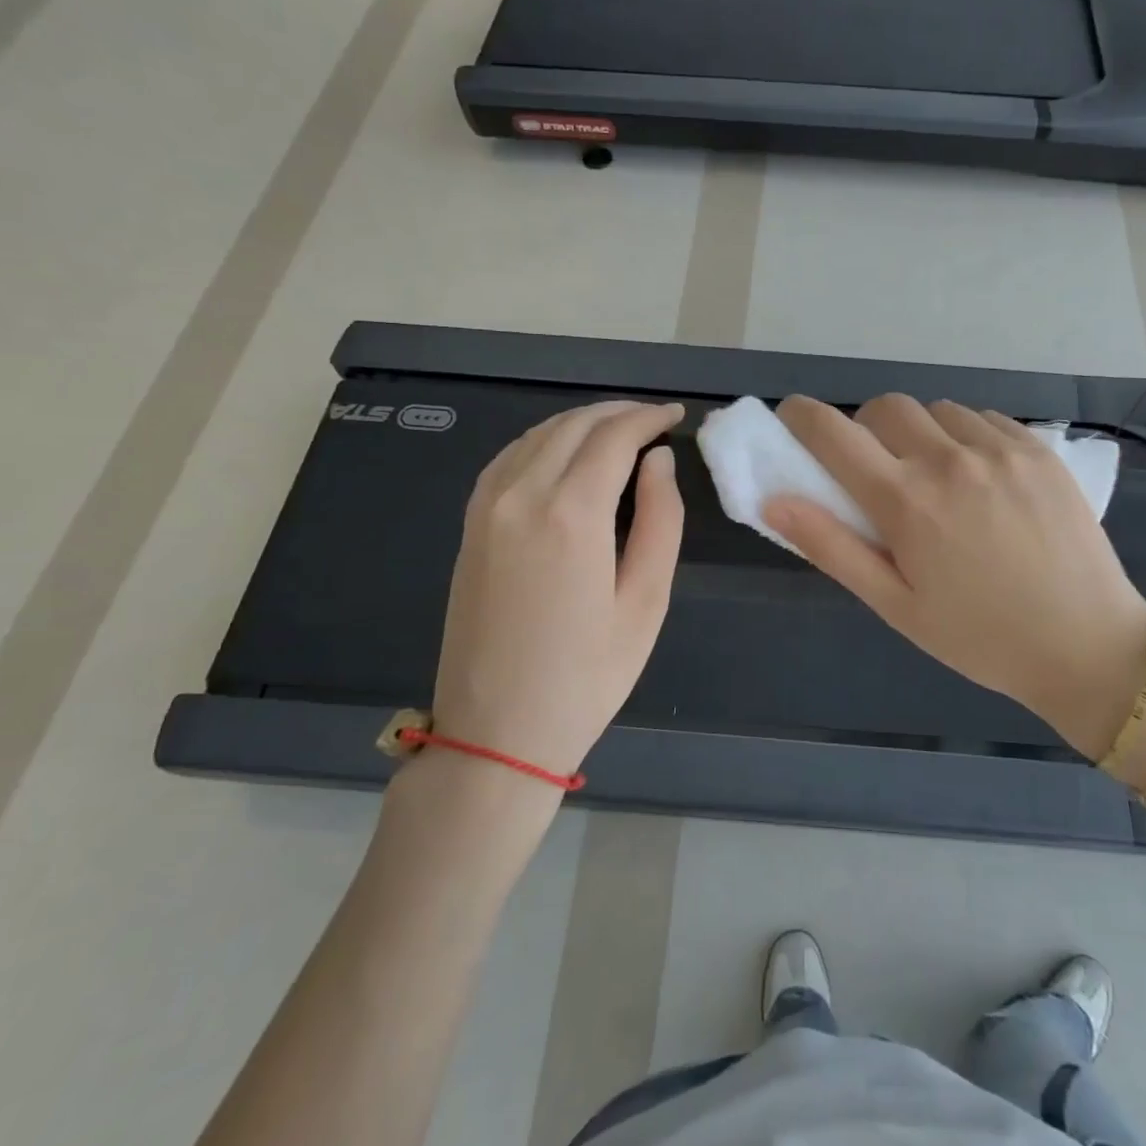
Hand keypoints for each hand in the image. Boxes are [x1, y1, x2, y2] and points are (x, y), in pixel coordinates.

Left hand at [429, 401, 684, 777]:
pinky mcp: (470, 525)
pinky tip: (564, 454)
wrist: (497, 732)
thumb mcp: (646, 602)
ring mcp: (486, 508)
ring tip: (619, 431)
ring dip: (581, 422)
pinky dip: (544, 441)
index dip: (649, 418)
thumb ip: (661, 520)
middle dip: (618, 413)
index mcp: (571, 514)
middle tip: (654, 420)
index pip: (614, 437)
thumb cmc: (587, 675)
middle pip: (573, 426)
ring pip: (537, 435)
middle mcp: (521, 496)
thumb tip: (658, 461)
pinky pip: (509, 459)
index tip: (676, 415)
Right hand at [764, 395, 1145, 758]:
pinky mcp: (1038, 449)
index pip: (834, 433)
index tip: (792, 417)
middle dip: (864, 428)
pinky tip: (980, 477)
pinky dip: (965, 435)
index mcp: (907, 502)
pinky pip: (983, 419)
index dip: (801, 416)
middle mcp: (950, 459)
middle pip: (885, 407)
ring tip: (935, 477)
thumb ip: (831, 548)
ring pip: (936, 410)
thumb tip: (774, 501)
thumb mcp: (895, 605)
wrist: (1086, 645)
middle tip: (875, 469)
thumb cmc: (979, 637)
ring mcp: (1000, 448)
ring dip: (919, 432)